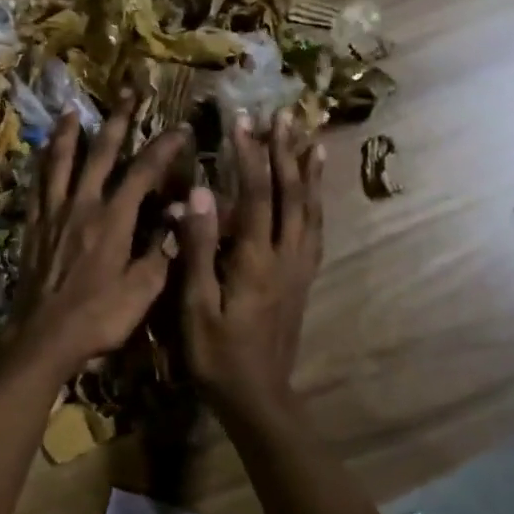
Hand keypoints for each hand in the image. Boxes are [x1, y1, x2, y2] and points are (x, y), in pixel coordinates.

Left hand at [8, 104, 189, 381]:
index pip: (143, 172)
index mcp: (112, 220)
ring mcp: (53, 214)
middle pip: (100, 154)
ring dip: (70, 135)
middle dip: (117, 121)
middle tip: (127, 93)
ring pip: (61, 163)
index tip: (181, 129)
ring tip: (73, 110)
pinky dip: (42, 166)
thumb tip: (180, 213)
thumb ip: (162, 250)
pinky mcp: (32, 228)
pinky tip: (42, 156)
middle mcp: (82, 206)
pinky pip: (37, 187)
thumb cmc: (98, 318)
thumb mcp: (142, 291)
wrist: (42, 338)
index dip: (163, 147)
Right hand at [177, 113, 324, 418]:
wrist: (258, 396)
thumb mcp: (196, 306)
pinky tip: (316, 191)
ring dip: (308, 172)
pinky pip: (316, 231)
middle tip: (282, 116)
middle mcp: (285, 256)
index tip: (243, 120)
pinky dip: (318, 203)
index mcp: (255, 260)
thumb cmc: (217, 355)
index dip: (249, 155)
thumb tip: (198, 195)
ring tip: (311, 139)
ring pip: (310, 209)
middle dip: (283, 152)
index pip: (254, 195)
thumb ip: (198, 249)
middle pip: (290, 194)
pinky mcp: (304, 279)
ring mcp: (299, 268)